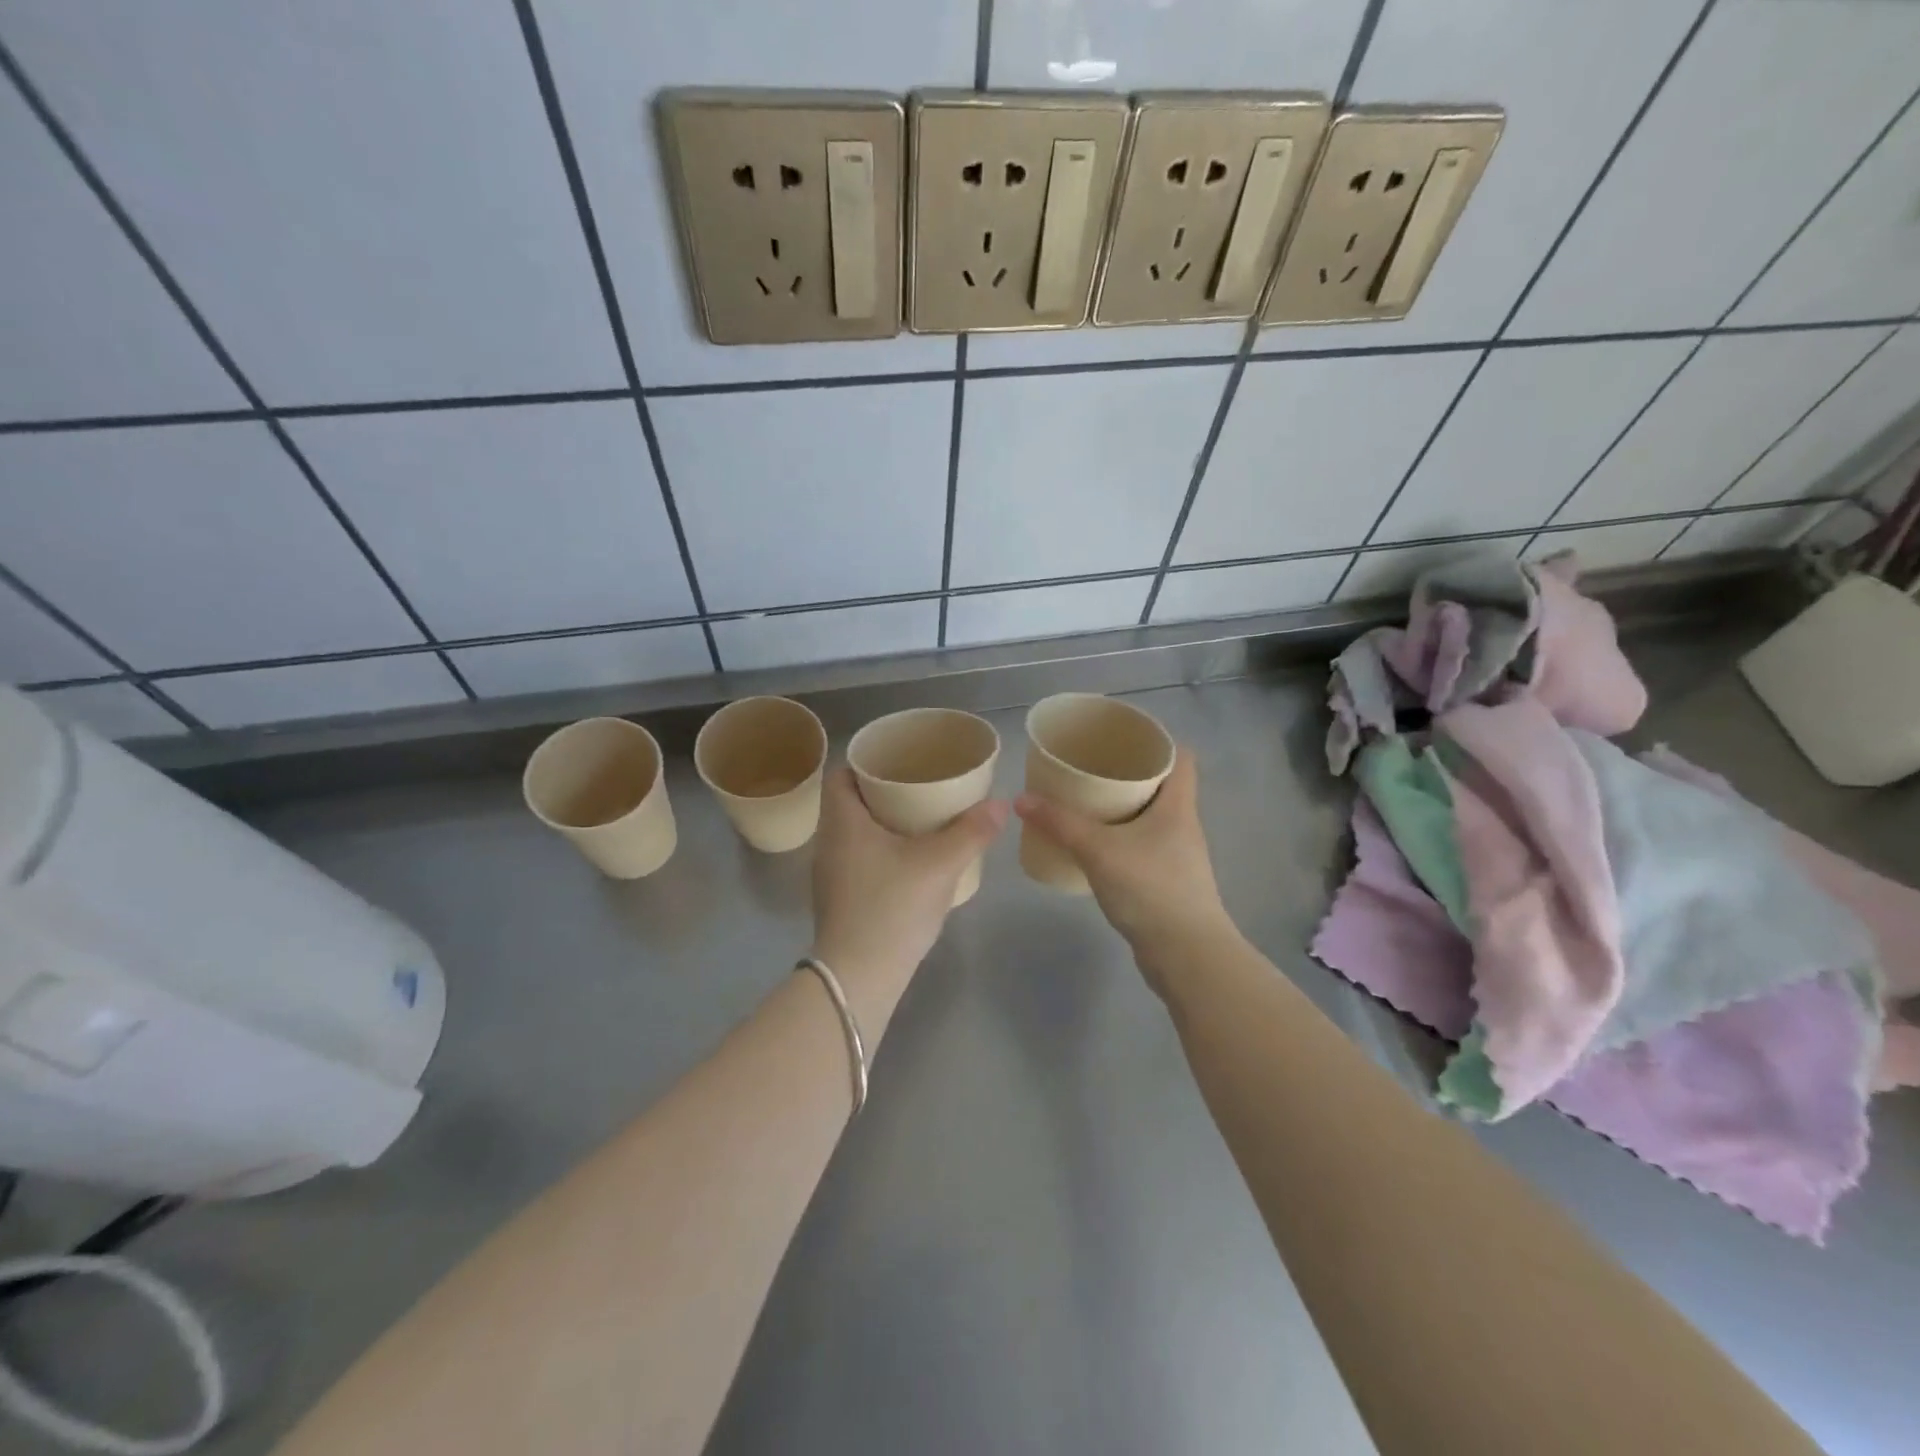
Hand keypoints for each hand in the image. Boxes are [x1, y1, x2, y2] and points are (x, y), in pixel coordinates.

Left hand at [809, 767, 1007, 1016]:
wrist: (859, 977)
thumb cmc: (892, 907)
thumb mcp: (940, 864)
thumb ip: (971, 832)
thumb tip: (1001, 804)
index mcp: (842, 822)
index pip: (840, 776)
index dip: (865, 764)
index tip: (897, 763)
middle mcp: (828, 843)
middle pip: (849, 804)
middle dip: (882, 793)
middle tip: (919, 788)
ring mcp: (829, 876)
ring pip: (854, 835)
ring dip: (882, 825)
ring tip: (919, 821)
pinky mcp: (838, 901)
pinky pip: (857, 861)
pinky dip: (879, 853)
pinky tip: (908, 863)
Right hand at [1014, 749, 1236, 991]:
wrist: (1186, 954)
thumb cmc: (1150, 889)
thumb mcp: (1098, 850)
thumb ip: (1060, 823)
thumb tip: (1021, 799)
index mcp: (1178, 804)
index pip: (1180, 756)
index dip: (1156, 740)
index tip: (1121, 736)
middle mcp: (1183, 824)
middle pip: (1162, 783)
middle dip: (1128, 772)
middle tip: (1091, 766)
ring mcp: (1178, 854)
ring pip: (1151, 816)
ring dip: (1123, 806)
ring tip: (1085, 800)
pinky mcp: (1168, 880)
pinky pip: (1143, 844)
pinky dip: (1122, 837)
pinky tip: (1094, 845)